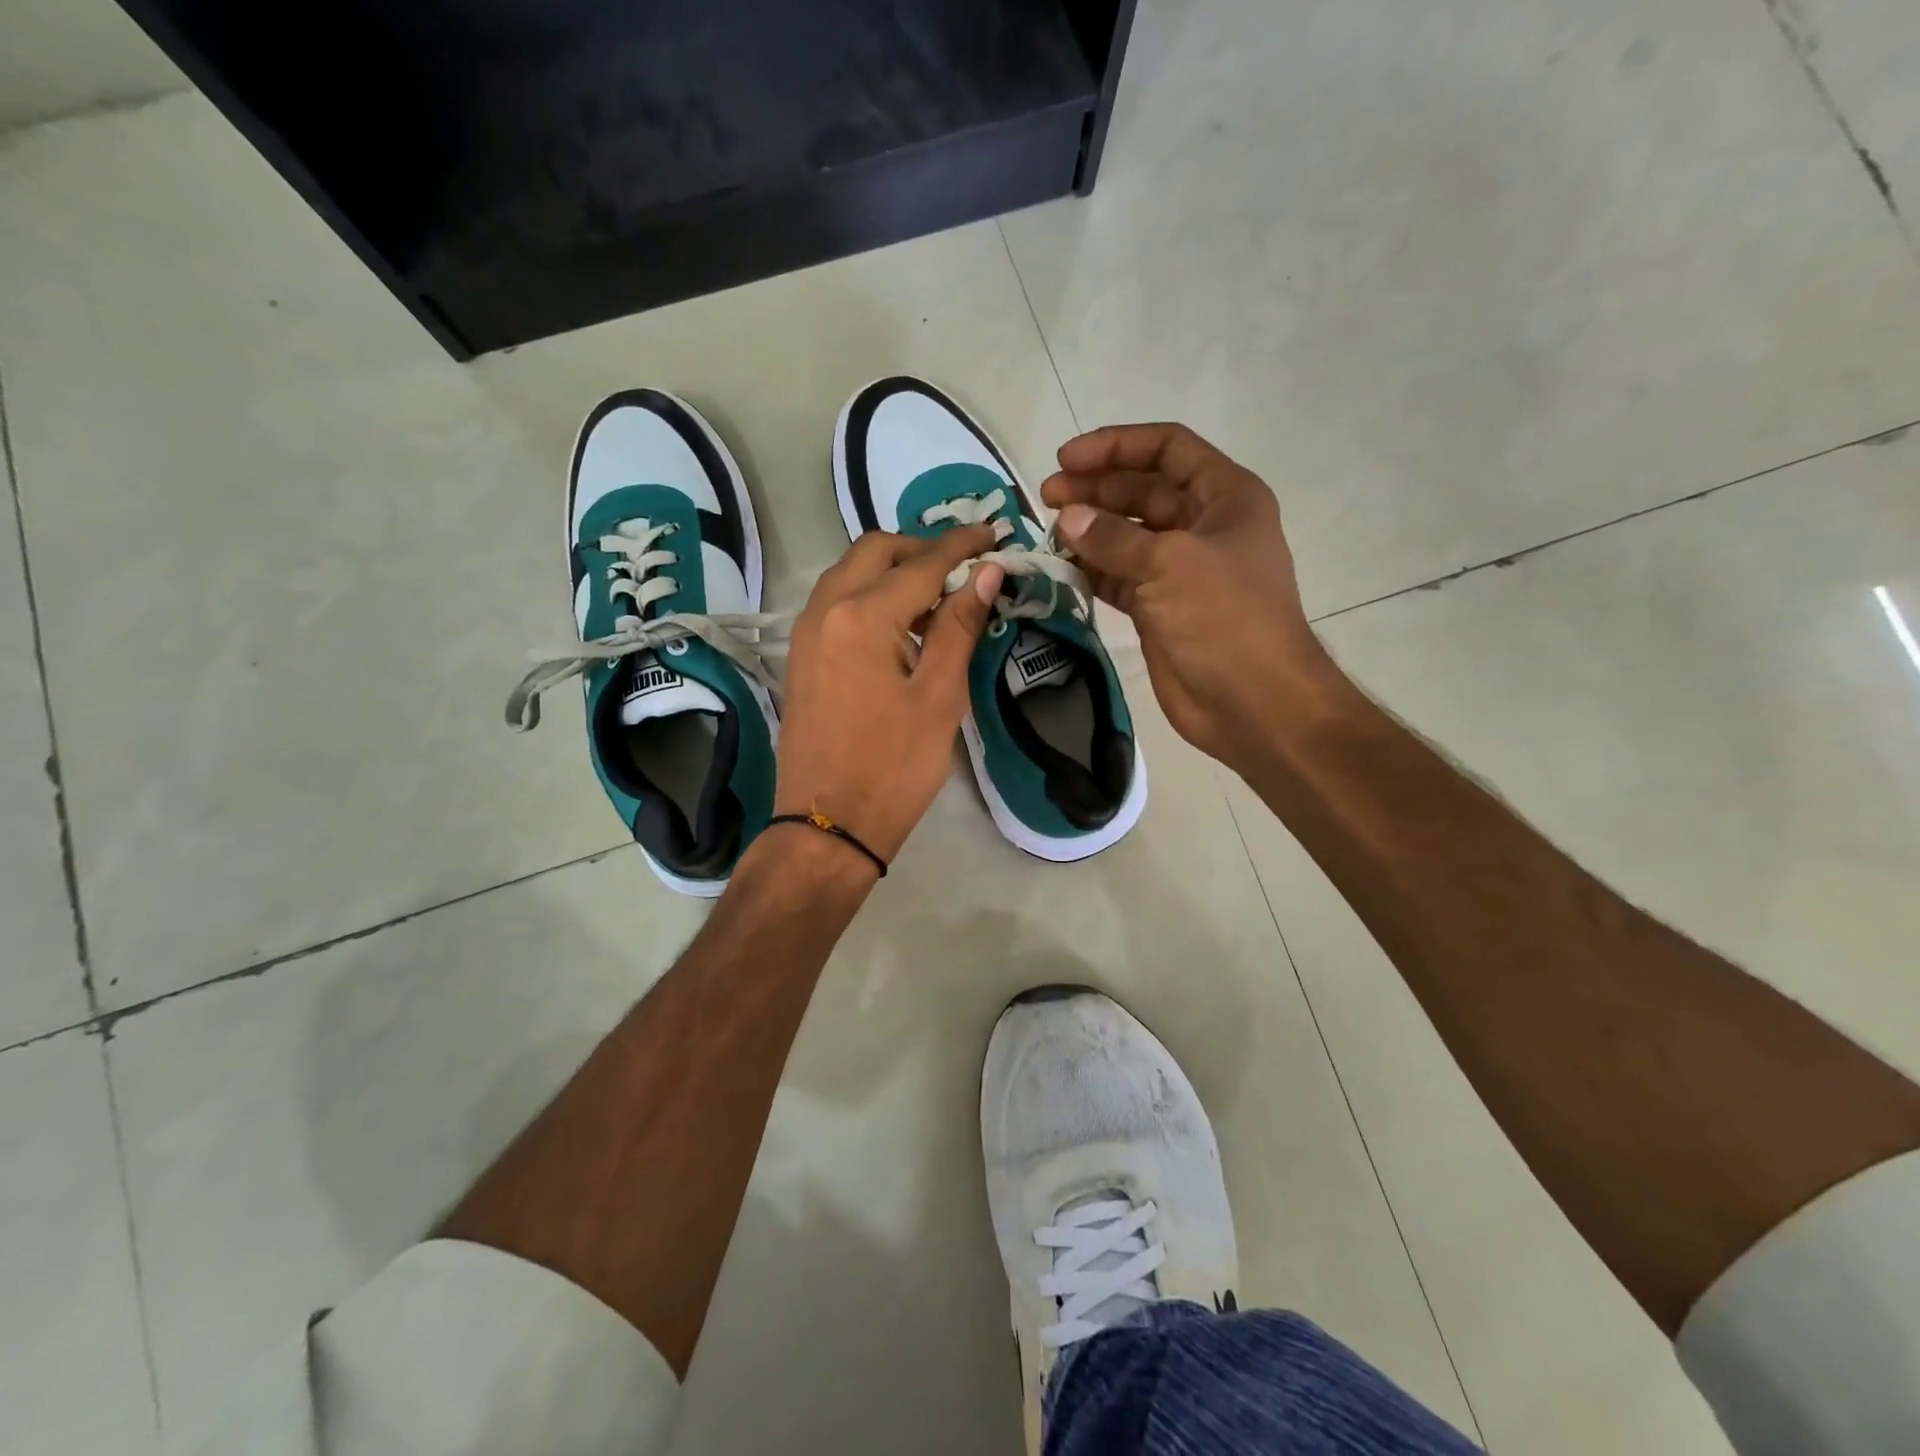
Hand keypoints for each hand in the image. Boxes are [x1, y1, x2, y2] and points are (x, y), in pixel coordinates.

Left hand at [774, 526, 1004, 865]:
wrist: (827, 826)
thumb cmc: (893, 767)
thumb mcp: (939, 697)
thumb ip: (959, 626)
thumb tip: (986, 573)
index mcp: (862, 616)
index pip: (921, 563)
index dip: (962, 546)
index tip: (994, 533)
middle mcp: (826, 609)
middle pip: (876, 551)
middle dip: (922, 548)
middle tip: (965, 568)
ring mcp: (807, 632)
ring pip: (852, 573)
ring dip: (895, 571)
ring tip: (940, 597)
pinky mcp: (802, 655)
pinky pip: (838, 602)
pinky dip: (872, 595)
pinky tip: (903, 625)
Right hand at [1040, 423, 1340, 769]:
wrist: (1252, 702)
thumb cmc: (1225, 619)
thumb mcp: (1171, 565)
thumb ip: (1114, 538)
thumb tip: (1067, 518)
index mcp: (1225, 498)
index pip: (1168, 449)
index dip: (1117, 446)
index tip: (1067, 459)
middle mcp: (1202, 526)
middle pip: (1142, 491)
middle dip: (1095, 490)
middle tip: (1046, 498)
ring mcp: (1180, 569)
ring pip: (1126, 536)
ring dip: (1088, 532)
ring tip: (1047, 535)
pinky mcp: (1159, 608)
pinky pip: (1118, 577)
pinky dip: (1090, 571)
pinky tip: (1060, 569)